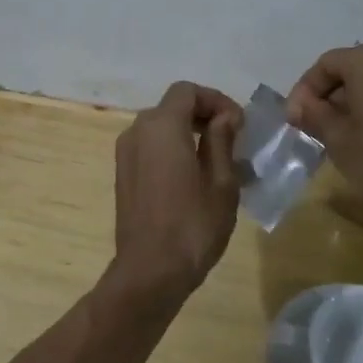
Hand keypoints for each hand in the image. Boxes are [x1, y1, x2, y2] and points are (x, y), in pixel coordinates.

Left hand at [110, 82, 242, 305]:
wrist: (150, 271)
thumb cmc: (193, 226)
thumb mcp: (221, 183)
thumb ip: (222, 141)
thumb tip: (225, 117)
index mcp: (161, 126)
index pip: (187, 91)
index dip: (215, 100)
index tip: (239, 123)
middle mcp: (137, 131)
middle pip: (172, 106)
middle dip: (203, 114)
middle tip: (233, 139)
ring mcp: (125, 152)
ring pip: (160, 126)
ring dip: (188, 132)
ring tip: (218, 159)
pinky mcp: (122, 173)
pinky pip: (150, 146)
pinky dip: (172, 147)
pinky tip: (194, 175)